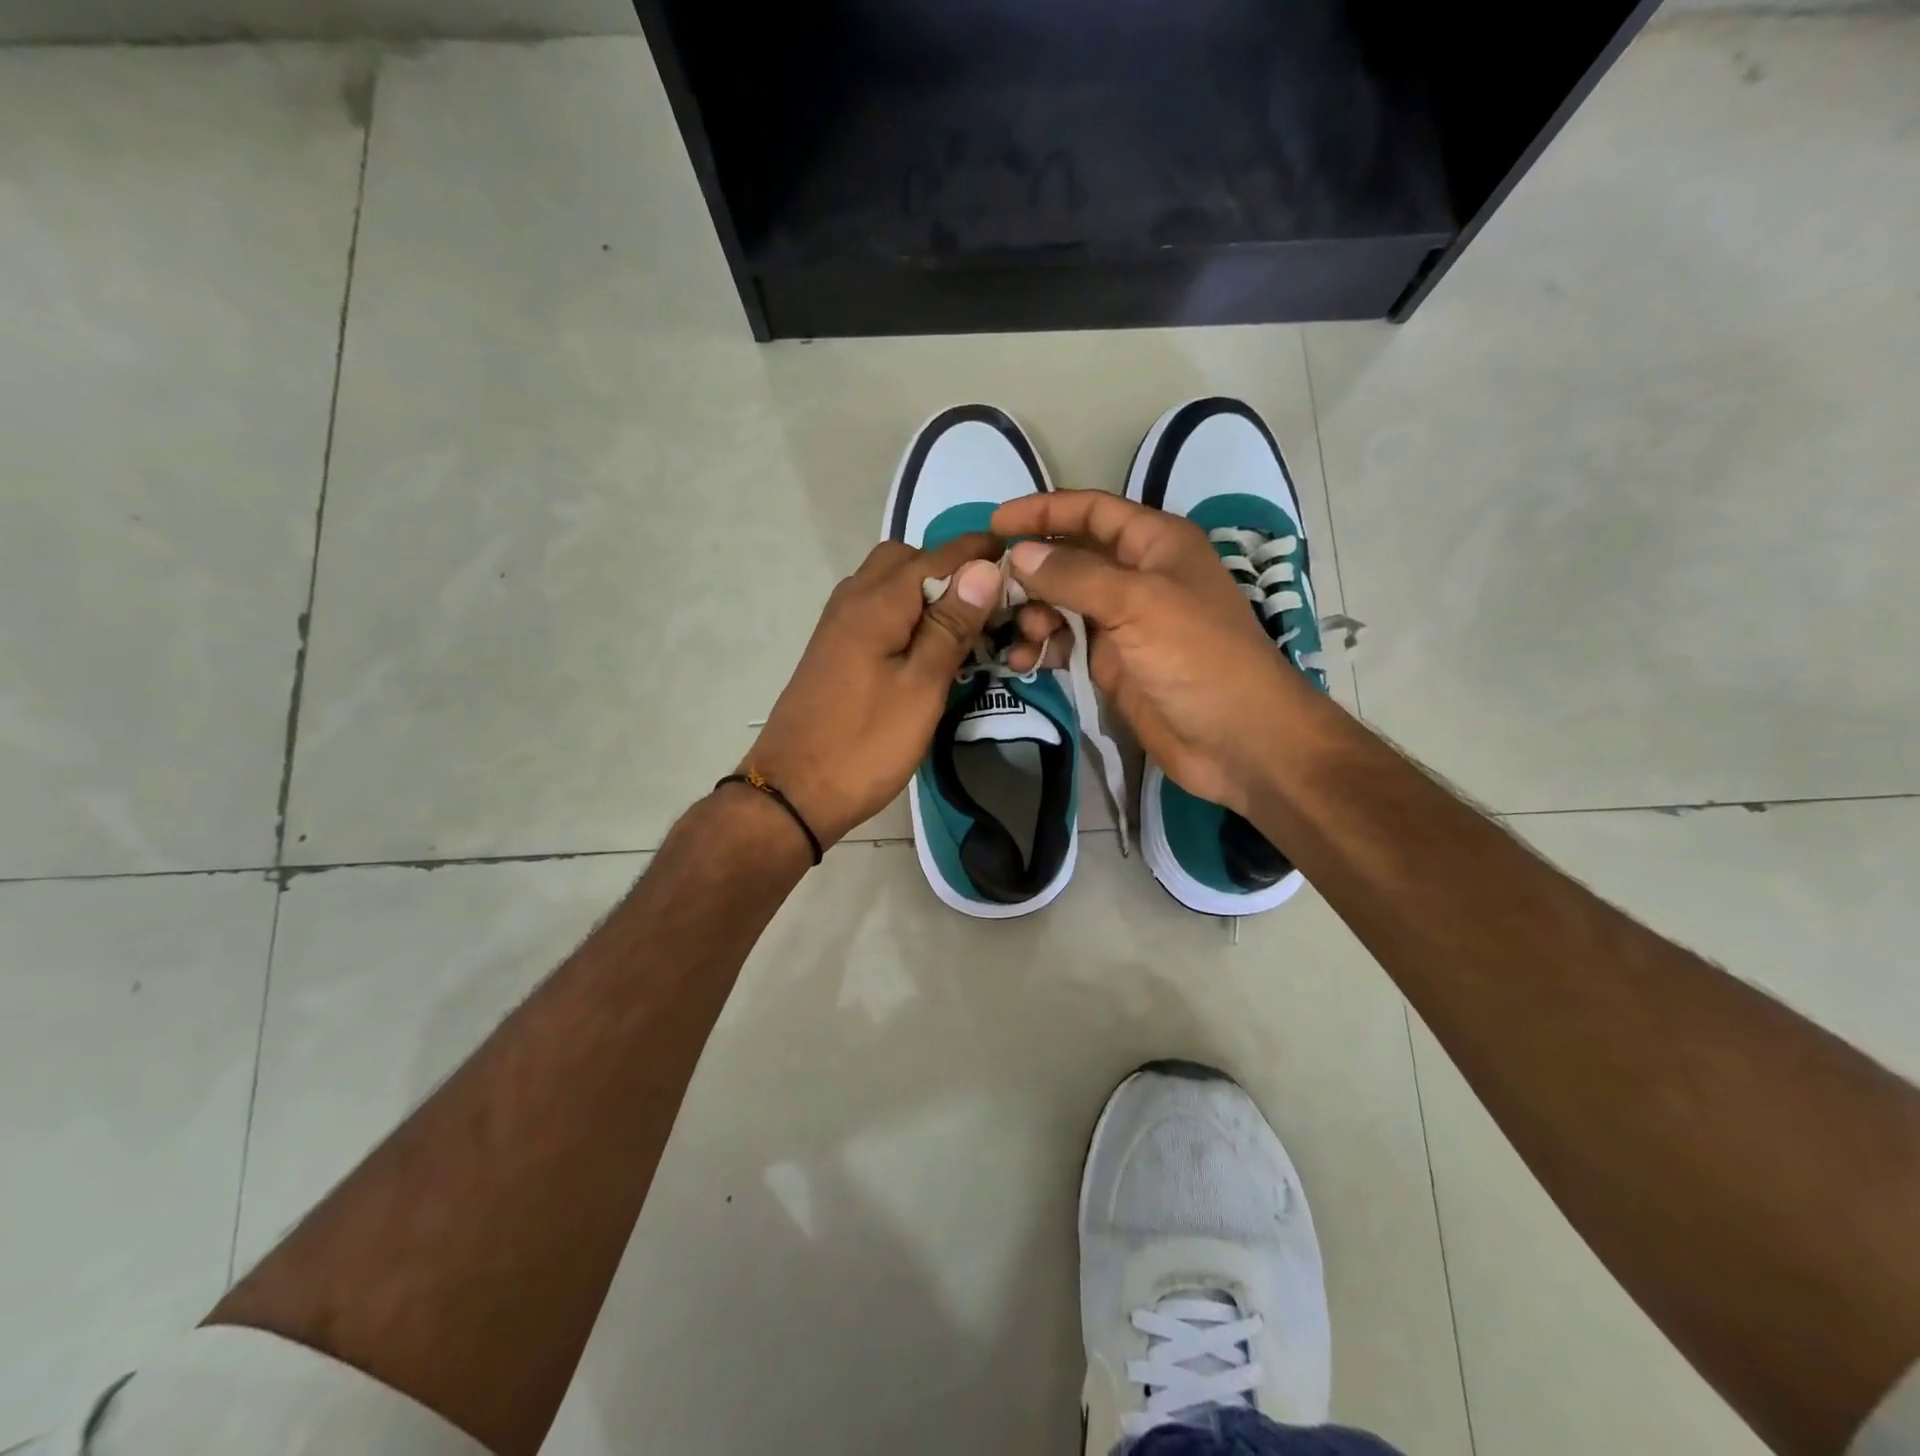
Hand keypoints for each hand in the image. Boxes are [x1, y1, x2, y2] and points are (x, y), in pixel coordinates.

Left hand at [745, 534, 1003, 847]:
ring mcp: (839, 625)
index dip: (981, 552)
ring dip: (926, 592)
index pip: (939, 555)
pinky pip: (877, 610)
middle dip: (950, 570)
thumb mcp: (921, 687)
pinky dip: (906, 613)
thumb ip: (950, 626)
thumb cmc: (865, 744)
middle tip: (986, 606)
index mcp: (877, 602)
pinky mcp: (835, 650)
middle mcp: (853, 599)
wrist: (794, 792)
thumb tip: (982, 568)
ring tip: (963, 628)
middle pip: (907, 558)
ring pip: (888, 583)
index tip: (1020, 561)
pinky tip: (927, 647)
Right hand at [991, 490, 1310, 815]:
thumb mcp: (1137, 603)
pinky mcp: (1112, 665)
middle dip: (1032, 570)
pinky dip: (1043, 649)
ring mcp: (1123, 624)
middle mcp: (1137, 577)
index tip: (995, 523)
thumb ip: (1074, 575)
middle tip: (991, 591)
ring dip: (1034, 615)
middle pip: (1071, 558)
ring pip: (1062, 605)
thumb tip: (1018, 555)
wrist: (1237, 740)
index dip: (1044, 511)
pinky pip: (1066, 645)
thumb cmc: (1197, 657)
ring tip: (1021, 636)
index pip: (1092, 511)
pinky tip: (1023, 663)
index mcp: (1155, 544)